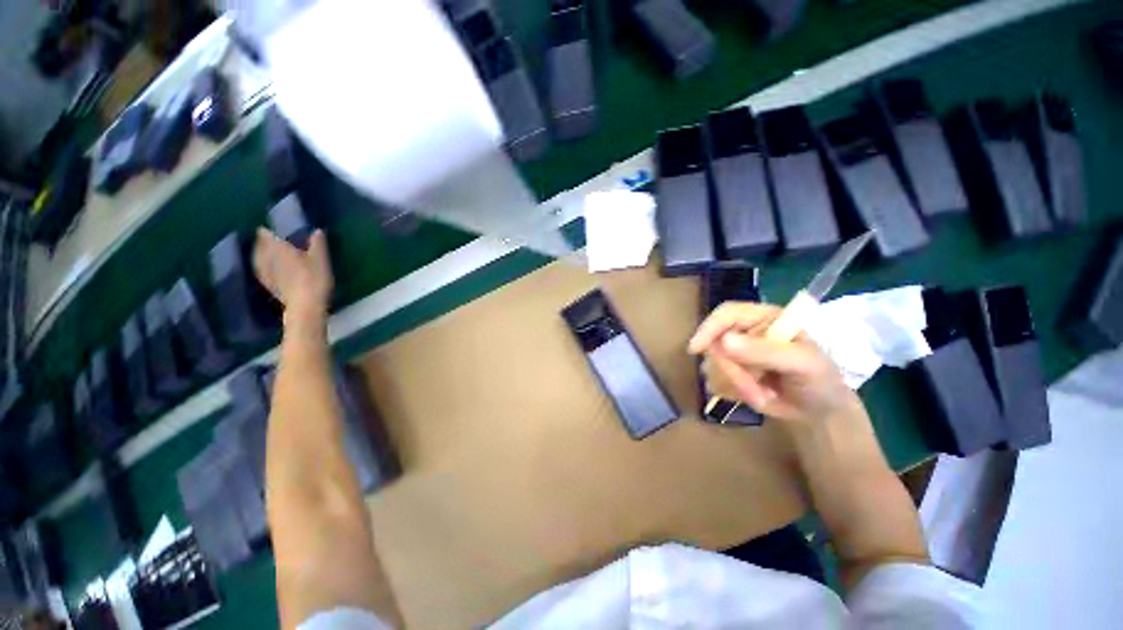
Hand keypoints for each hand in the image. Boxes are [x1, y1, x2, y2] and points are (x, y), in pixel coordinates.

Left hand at [252, 228, 332, 327]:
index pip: (266, 235)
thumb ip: (318, 244)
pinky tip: (267, 269)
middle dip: (263, 242)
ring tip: (266, 252)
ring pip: (258, 259)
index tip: (269, 228)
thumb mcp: (321, 259)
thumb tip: (317, 230)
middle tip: (269, 239)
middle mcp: (267, 258)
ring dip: (261, 255)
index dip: (267, 231)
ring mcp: (265, 273)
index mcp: (278, 248)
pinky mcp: (268, 285)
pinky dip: (263, 267)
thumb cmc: (314, 278)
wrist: (305, 305)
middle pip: (260, 246)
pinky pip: (261, 271)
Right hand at [689, 302, 861, 427]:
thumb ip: (766, 351)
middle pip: (715, 343)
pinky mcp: (730, 372)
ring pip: (712, 364)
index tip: (696, 349)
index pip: (727, 313)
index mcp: (764, 318)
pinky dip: (732, 392)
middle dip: (732, 371)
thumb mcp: (802, 364)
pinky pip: (714, 380)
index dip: (709, 328)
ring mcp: (736, 353)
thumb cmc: (820, 381)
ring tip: (763, 394)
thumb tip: (724, 341)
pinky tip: (755, 396)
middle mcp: (746, 332)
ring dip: (735, 384)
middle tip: (755, 390)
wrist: (821, 412)